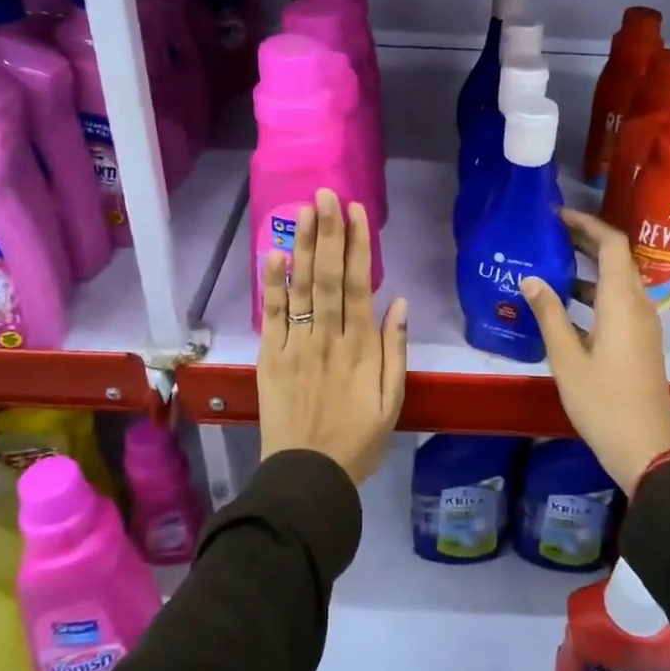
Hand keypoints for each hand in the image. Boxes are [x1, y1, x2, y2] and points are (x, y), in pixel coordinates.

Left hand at [258, 190, 408, 484]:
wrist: (308, 476)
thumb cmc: (358, 440)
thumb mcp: (393, 401)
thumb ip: (395, 350)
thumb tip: (398, 302)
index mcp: (361, 347)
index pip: (358, 285)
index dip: (357, 245)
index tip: (356, 212)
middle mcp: (327, 337)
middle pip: (327, 276)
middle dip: (328, 232)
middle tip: (327, 194)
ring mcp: (296, 345)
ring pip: (300, 288)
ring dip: (302, 246)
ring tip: (303, 210)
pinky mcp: (271, 357)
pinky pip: (271, 315)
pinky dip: (272, 284)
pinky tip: (273, 254)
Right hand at [521, 208, 669, 494]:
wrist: (648, 448)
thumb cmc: (604, 403)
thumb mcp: (567, 359)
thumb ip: (548, 314)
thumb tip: (530, 278)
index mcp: (621, 302)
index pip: (612, 244)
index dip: (586, 223)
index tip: (556, 215)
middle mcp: (637, 304)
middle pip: (616, 257)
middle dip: (585, 239)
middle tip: (548, 232)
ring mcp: (642, 323)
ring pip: (616, 280)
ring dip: (588, 265)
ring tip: (550, 261)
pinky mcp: (639, 340)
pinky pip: (617, 301)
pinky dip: (593, 290)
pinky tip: (564, 302)